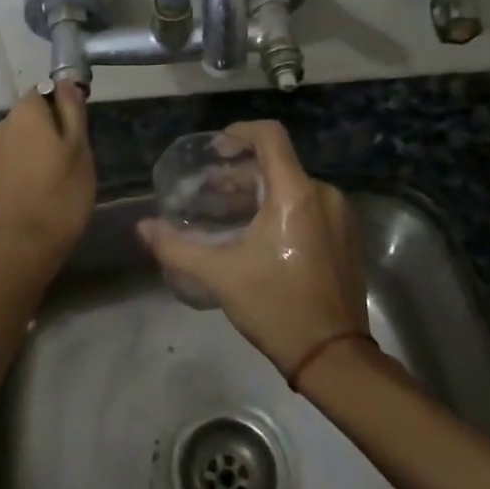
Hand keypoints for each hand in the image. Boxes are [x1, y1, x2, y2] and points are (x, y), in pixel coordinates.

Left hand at [0, 83, 95, 277]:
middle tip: (80, 154)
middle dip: (57, 126)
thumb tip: (67, 83)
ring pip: (29, 136)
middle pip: (36, 113)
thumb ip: (73, 111)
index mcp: (24, 111)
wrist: (22, 248)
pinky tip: (50, 186)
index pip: (48, 88)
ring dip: (47, 147)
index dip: (68, 103)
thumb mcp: (79, 148)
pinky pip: (21, 156)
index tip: (84, 127)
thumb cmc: (60, 194)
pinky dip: (35, 164)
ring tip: (68, 174)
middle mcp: (4, 124)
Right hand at [136, 120, 367, 374]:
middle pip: (277, 164)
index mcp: (296, 194)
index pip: (270, 136)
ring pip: (293, 187)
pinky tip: (256, 235)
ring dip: (257, 193)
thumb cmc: (275, 306)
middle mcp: (323, 195)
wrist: (333, 356)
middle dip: (239, 173)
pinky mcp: (346, 237)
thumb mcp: (219, 275)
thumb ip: (176, 247)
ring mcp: (339, 217)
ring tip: (225, 214)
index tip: (215, 148)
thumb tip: (143, 227)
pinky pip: (309, 207)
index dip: (239, 132)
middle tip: (208, 191)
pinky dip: (279, 209)